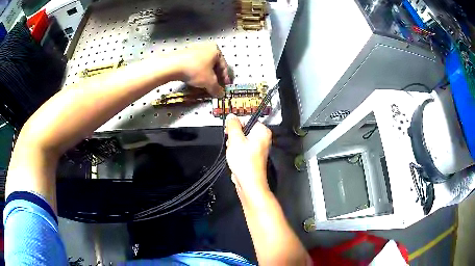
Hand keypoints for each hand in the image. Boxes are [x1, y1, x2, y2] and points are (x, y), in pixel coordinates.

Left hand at [174, 42, 230, 96]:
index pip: (224, 66)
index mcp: (216, 50)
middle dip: (216, 77)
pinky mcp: (185, 54)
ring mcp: (195, 50)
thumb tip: (221, 94)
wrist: (172, 65)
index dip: (225, 79)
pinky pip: (196, 65)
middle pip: (214, 65)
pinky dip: (198, 73)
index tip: (225, 87)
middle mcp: (207, 47)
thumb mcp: (209, 81)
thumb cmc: (195, 70)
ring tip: (206, 85)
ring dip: (207, 76)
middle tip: (216, 87)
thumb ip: (217, 88)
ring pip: (205, 65)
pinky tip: (196, 80)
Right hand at [225, 114, 271, 201]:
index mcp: (262, 131)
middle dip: (234, 137)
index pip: (246, 119)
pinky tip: (235, 158)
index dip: (235, 125)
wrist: (249, 182)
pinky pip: (243, 149)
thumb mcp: (235, 139)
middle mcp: (263, 138)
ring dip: (234, 145)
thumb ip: (233, 125)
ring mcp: (259, 147)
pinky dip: (237, 152)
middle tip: (232, 144)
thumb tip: (231, 116)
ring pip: (241, 140)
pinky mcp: (254, 156)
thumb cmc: (244, 161)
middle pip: (243, 130)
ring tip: (233, 152)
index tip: (229, 131)